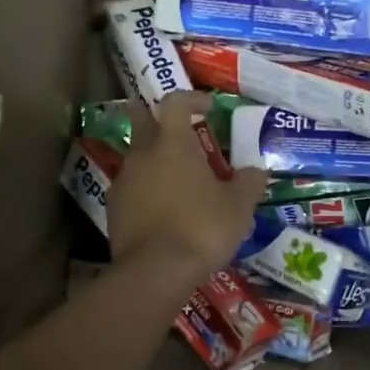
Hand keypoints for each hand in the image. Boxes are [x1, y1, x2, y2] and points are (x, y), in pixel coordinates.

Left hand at [108, 91, 267, 281]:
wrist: (156, 271)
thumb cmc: (202, 228)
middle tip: (178, 130)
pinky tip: (163, 209)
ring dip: (153, 159)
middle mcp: (143, 154)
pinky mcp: (113, 209)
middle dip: (157, 118)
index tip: (207, 107)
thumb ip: (249, 183)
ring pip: (136, 157)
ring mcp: (123, 181)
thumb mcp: (239, 206)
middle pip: (142, 120)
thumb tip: (255, 172)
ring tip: (177, 178)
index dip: (192, 98)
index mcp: (173, 143)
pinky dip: (146, 190)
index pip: (175, 102)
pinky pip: (131, 188)